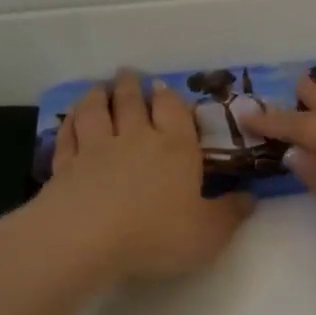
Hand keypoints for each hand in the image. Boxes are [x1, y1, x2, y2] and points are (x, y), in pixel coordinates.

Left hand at [11, 70, 253, 284]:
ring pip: (96, 112)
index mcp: (176, 148)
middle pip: (132, 102)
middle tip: (128, 74)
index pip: (173, 110)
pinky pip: (67, 136)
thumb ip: (230, 214)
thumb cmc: (156, 234)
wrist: (85, 240)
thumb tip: (250, 198)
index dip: (169, 96)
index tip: (163, 86)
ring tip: (100, 88)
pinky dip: (69, 123)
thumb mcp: (208, 233)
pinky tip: (70, 120)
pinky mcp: (65, 167)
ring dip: (98, 96)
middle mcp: (136, 139)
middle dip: (132, 86)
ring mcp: (96, 150)